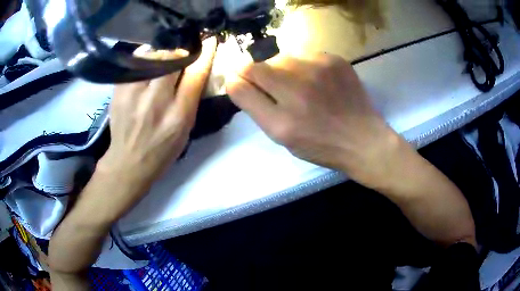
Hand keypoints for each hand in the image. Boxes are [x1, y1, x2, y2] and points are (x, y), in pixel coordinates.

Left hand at [99, 37, 216, 198]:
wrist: (128, 162)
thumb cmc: (161, 150)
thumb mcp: (185, 130)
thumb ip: (191, 98)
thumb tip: (196, 69)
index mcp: (179, 114)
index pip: (196, 74)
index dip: (205, 55)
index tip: (209, 43)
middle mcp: (156, 100)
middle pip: (173, 59)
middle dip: (181, 53)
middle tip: (181, 56)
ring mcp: (134, 94)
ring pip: (152, 56)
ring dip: (161, 54)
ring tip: (161, 62)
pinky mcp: (118, 90)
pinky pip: (134, 61)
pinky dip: (143, 58)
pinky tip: (145, 66)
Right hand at [226, 53, 402, 189]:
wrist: (363, 139)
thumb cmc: (320, 145)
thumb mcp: (282, 136)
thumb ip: (256, 107)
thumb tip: (237, 80)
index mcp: (281, 120)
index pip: (242, 83)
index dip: (237, 79)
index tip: (241, 80)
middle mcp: (297, 90)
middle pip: (258, 65)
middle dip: (258, 74)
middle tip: (275, 88)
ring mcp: (318, 70)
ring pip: (281, 58)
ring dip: (281, 69)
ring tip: (299, 86)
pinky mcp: (334, 60)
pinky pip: (305, 55)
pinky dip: (304, 66)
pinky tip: (317, 81)